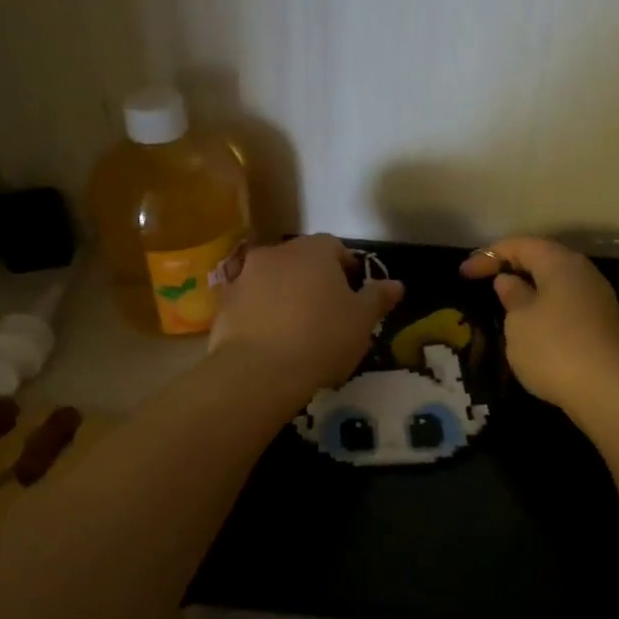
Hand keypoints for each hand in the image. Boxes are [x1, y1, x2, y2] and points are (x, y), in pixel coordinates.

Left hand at [211, 234, 403, 394]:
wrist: (259, 371)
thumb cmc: (321, 339)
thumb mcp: (362, 321)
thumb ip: (378, 298)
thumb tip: (396, 284)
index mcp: (313, 251)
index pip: (334, 247)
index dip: (346, 267)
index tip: (354, 292)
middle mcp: (275, 253)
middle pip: (300, 260)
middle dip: (313, 279)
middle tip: (327, 311)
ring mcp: (244, 276)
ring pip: (272, 280)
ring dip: (284, 295)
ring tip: (296, 328)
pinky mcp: (223, 304)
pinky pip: (249, 303)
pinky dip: (260, 314)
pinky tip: (270, 340)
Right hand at [461, 237, 618, 414]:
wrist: (609, 391)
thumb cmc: (554, 348)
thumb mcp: (519, 321)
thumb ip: (512, 296)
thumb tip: (509, 281)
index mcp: (560, 263)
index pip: (521, 245)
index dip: (489, 256)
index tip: (465, 274)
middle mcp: (584, 273)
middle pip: (543, 260)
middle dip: (512, 268)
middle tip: (484, 283)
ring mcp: (597, 300)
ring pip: (556, 284)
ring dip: (530, 290)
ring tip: (505, 306)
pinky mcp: (602, 326)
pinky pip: (566, 305)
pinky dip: (544, 308)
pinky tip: (531, 328)